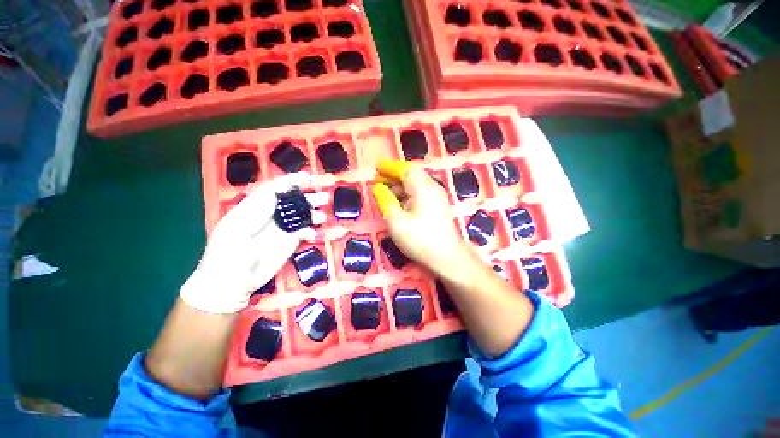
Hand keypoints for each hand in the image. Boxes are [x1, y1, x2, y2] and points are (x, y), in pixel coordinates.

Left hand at [180, 173, 320, 313]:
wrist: (232, 283)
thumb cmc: (227, 254)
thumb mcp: (235, 229)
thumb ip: (255, 211)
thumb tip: (274, 194)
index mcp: (255, 207)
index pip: (275, 189)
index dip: (292, 181)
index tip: (308, 177)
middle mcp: (271, 214)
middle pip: (292, 201)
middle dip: (308, 197)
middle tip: (323, 197)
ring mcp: (282, 228)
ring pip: (301, 215)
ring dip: (313, 213)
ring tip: (322, 216)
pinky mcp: (290, 241)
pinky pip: (304, 231)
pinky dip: (311, 230)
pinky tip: (312, 234)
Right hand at [372, 160, 474, 279]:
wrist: (447, 257)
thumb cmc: (420, 240)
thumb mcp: (396, 222)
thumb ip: (385, 202)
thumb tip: (378, 188)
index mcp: (423, 188)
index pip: (405, 169)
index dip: (390, 167)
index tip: (376, 167)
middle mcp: (432, 187)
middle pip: (411, 174)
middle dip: (393, 175)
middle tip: (377, 179)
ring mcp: (437, 196)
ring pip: (415, 184)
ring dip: (399, 185)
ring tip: (383, 190)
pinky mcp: (437, 206)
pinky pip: (419, 192)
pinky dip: (407, 193)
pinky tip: (398, 202)